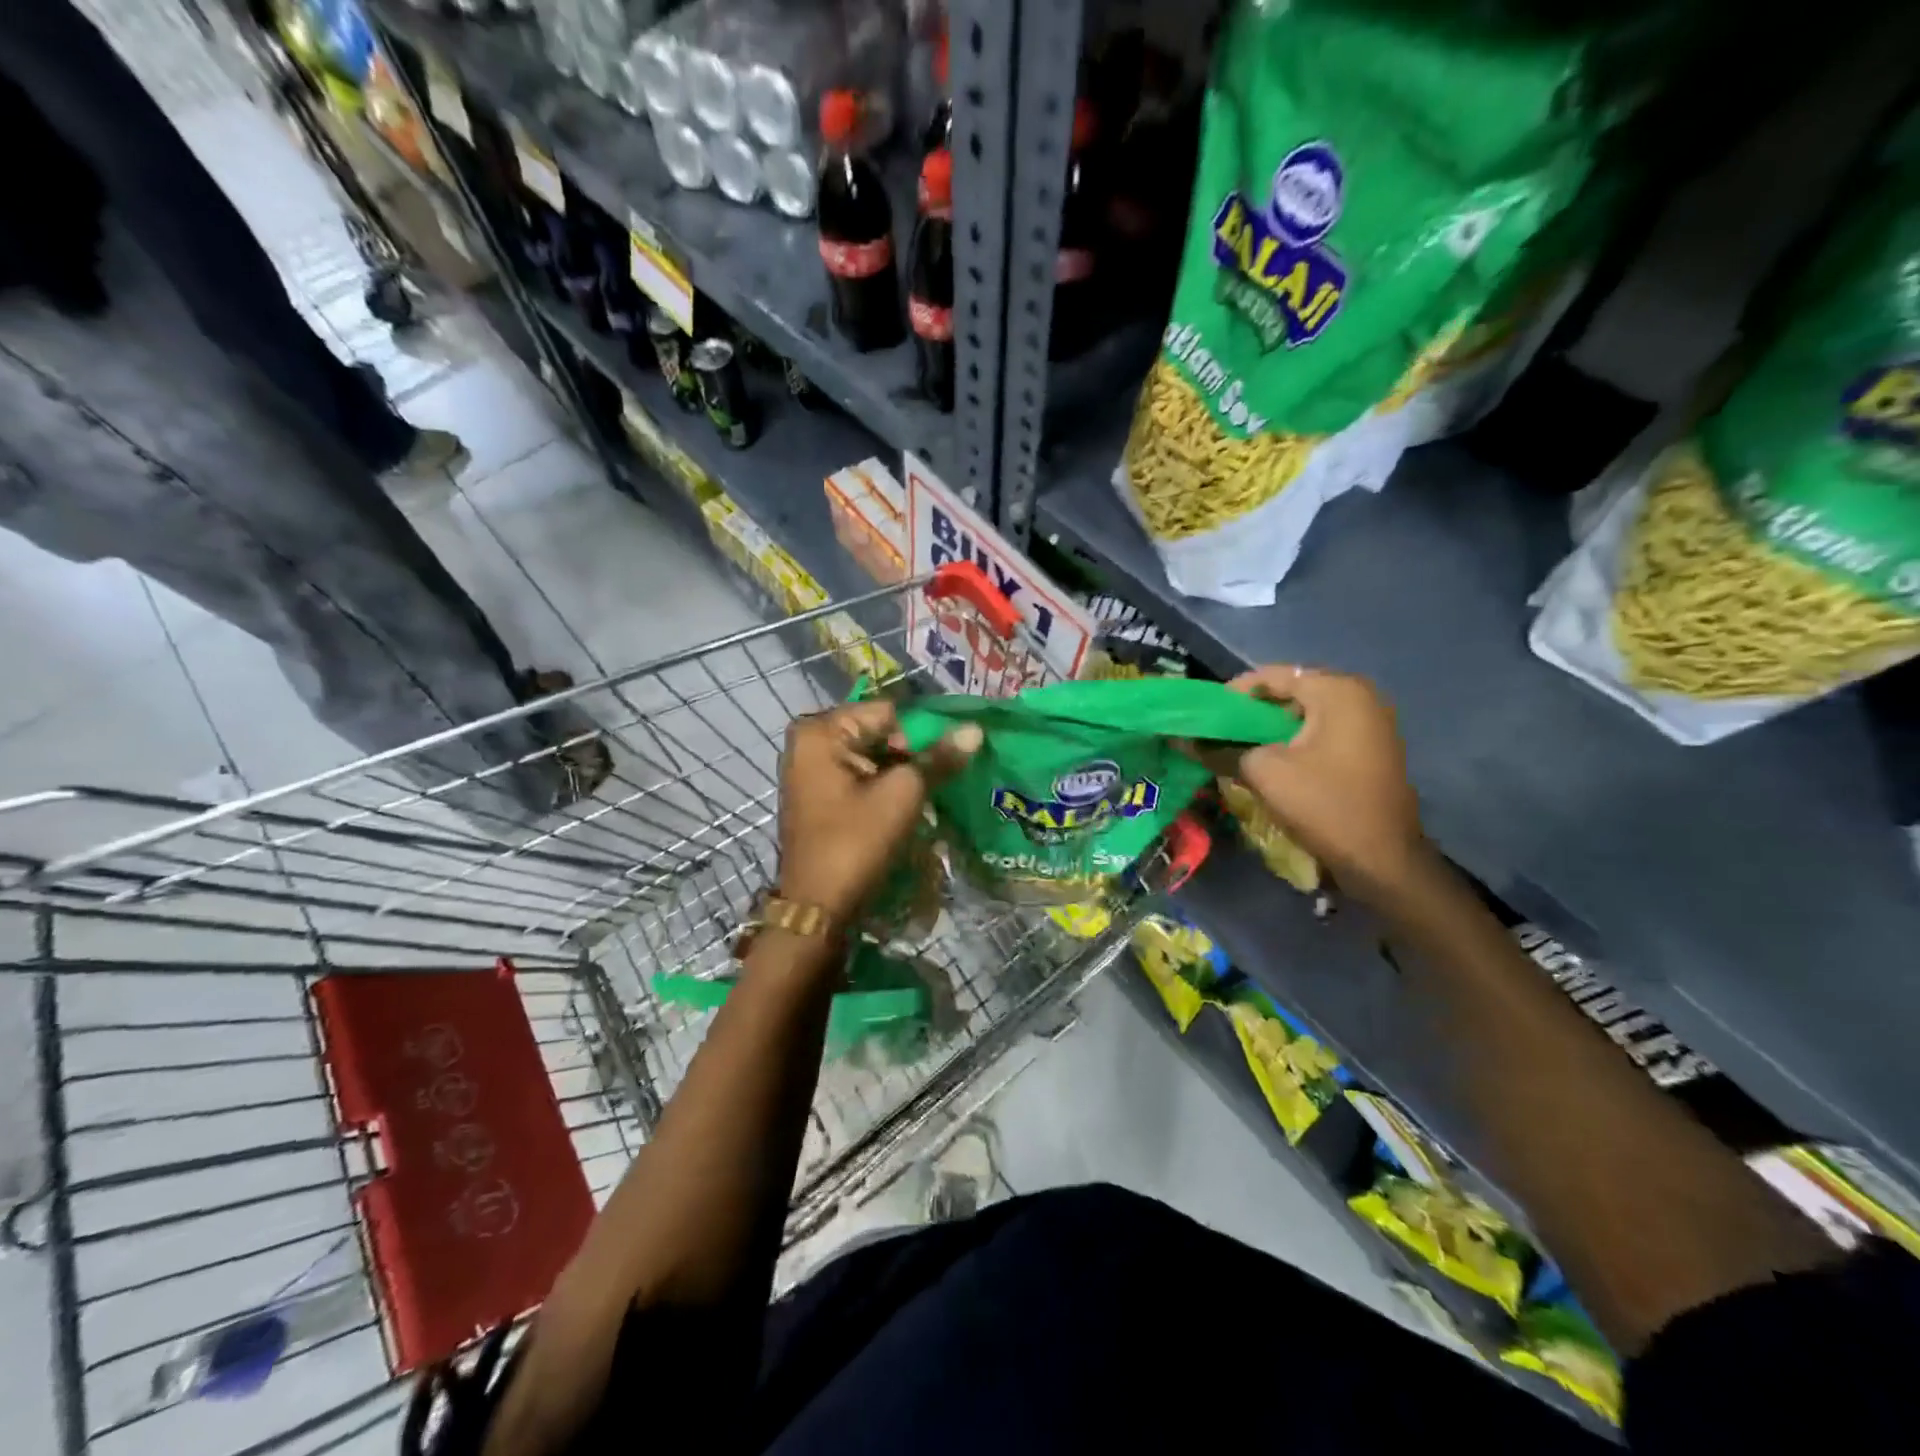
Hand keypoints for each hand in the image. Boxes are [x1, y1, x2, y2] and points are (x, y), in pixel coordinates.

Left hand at [775, 700, 980, 922]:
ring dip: (902, 773)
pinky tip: (908, 805)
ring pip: (872, 757)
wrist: (818, 908)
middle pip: (878, 733)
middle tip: (940, 779)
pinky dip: (884, 787)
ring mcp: (811, 771)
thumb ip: (938, 758)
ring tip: (928, 793)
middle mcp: (809, 743)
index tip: (945, 760)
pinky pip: (860, 777)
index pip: (887, 713)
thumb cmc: (856, 842)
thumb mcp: (902, 795)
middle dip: (912, 754)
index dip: (921, 734)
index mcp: (820, 731)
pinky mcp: (819, 796)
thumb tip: (975, 729)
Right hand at [1192, 666, 1431, 903]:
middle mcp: (1359, 696)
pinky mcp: (1372, 749)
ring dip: (1270, 730)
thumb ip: (1222, 750)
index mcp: (1336, 690)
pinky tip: (1270, 764)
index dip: (1232, 694)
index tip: (1204, 717)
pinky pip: (1322, 734)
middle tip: (1218, 734)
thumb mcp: (1263, 773)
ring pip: (1305, 715)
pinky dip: (1294, 743)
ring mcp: (1371, 723)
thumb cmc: (1324, 804)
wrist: (1383, 861)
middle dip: (1251, 713)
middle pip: (1289, 693)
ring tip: (1238, 750)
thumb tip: (1185, 741)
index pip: (1271, 675)